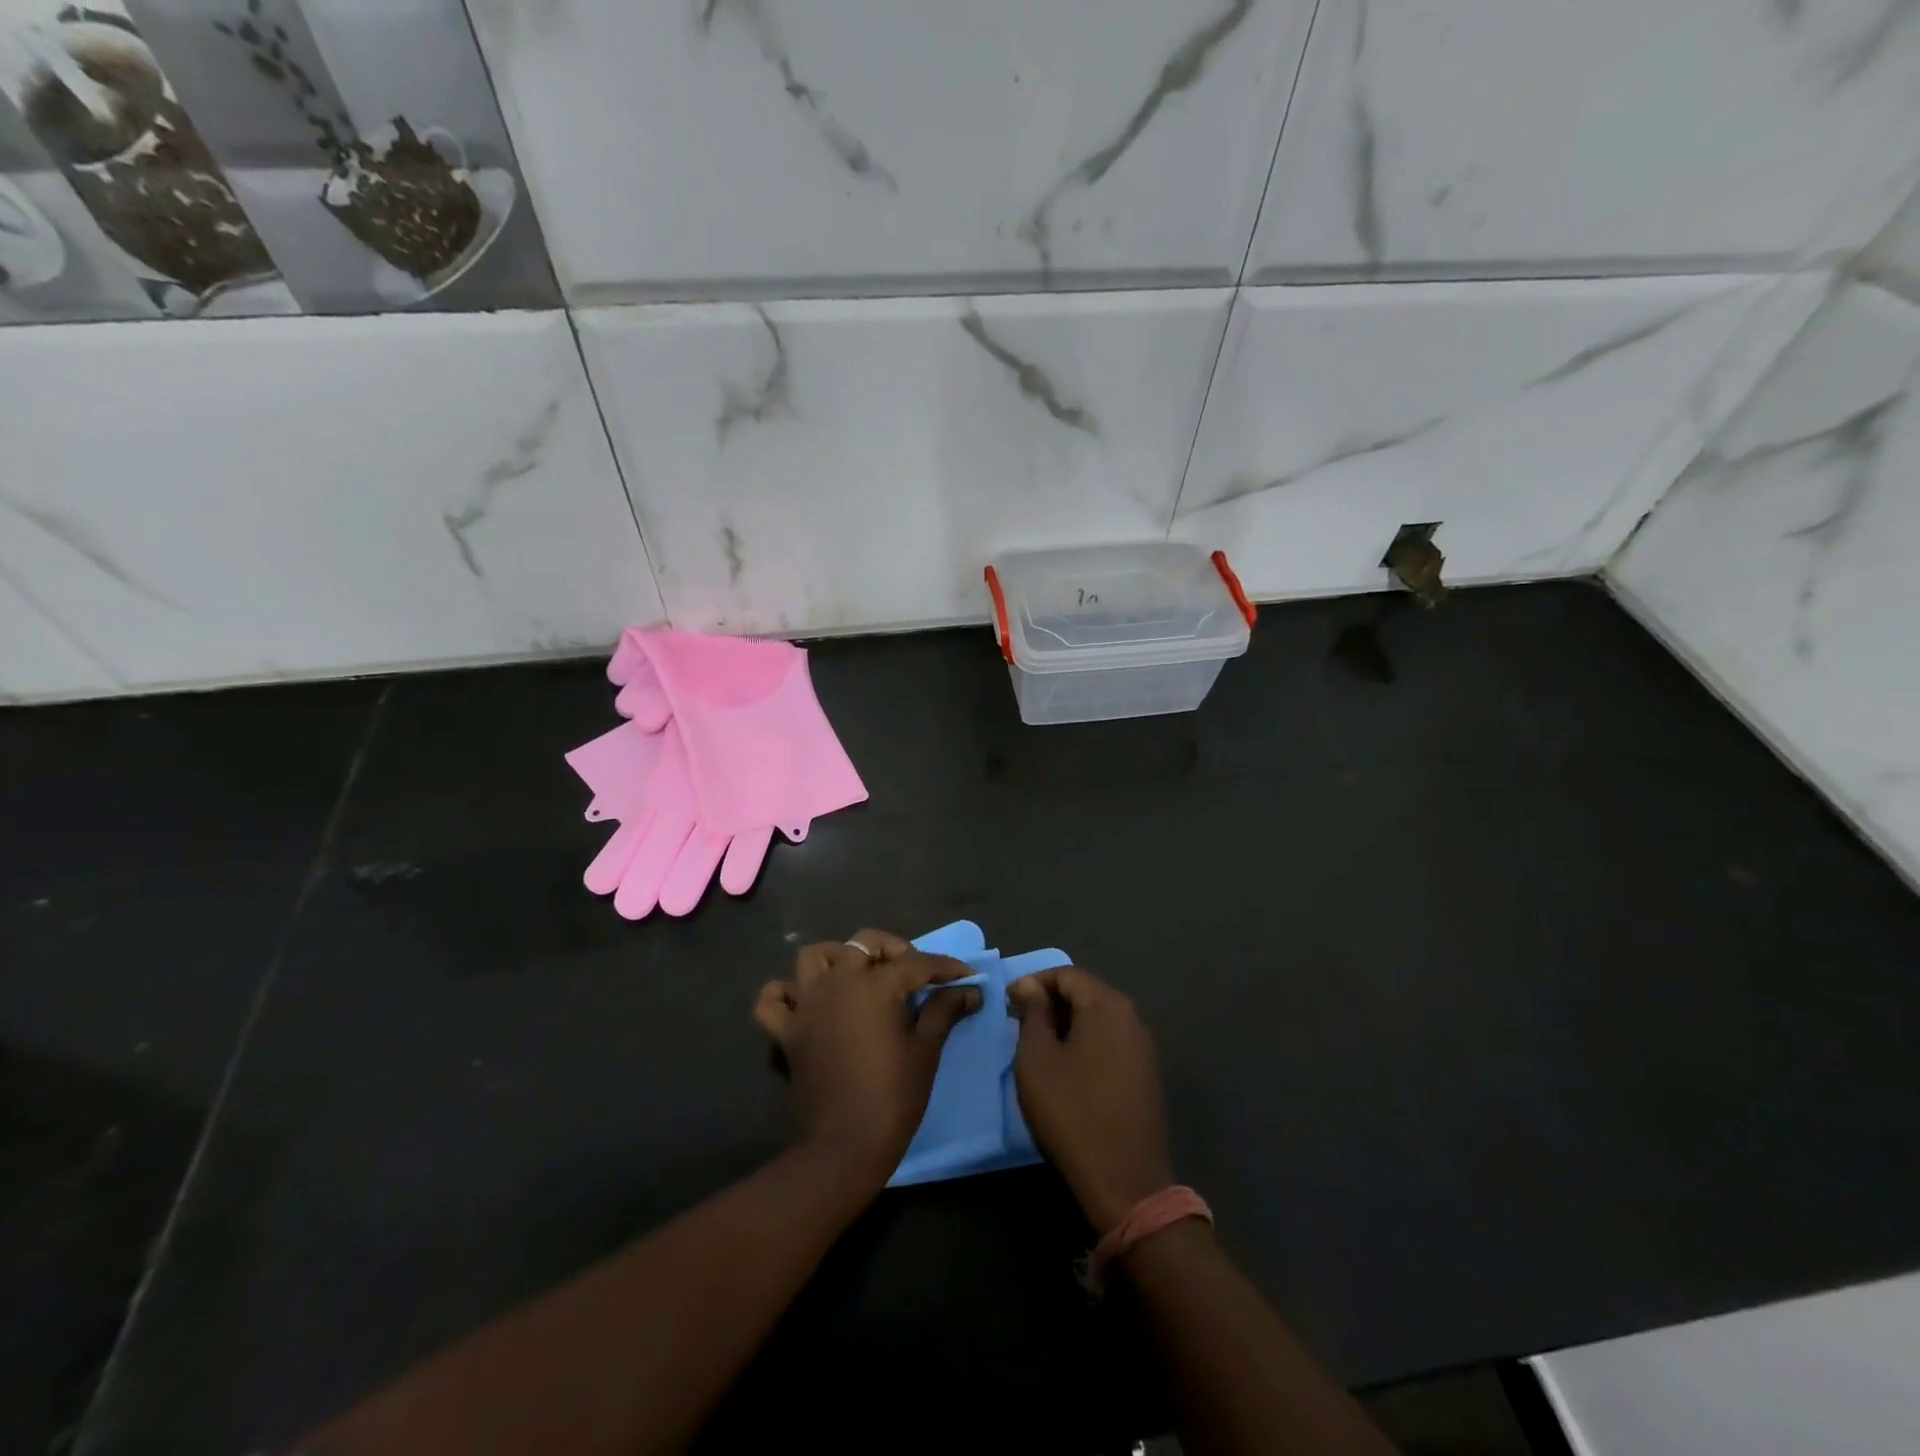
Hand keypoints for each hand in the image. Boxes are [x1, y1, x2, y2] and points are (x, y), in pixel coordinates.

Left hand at [754, 929, 980, 1180]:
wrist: (845, 1146)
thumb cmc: (894, 1096)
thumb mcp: (926, 1050)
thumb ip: (944, 1010)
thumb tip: (970, 990)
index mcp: (874, 985)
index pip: (916, 963)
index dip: (945, 968)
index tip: (966, 976)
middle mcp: (837, 983)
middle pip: (863, 944)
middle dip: (892, 951)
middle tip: (911, 975)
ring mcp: (806, 1005)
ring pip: (813, 958)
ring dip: (836, 959)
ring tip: (857, 978)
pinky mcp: (786, 1031)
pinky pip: (774, 1000)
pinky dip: (786, 994)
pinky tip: (806, 1002)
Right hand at [1007, 966, 1172, 1234]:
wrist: (1125, 1182)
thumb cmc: (1071, 1112)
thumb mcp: (1037, 1059)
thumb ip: (1033, 1015)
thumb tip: (1030, 987)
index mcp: (1107, 1005)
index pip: (1066, 974)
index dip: (1033, 983)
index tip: (1007, 1003)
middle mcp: (1132, 1017)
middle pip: (1085, 993)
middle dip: (1049, 1003)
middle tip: (1018, 1023)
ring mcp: (1143, 1048)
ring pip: (1098, 1019)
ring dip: (1066, 1024)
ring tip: (1037, 1046)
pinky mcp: (1146, 1076)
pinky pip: (1110, 1043)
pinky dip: (1085, 1044)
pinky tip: (1066, 1069)